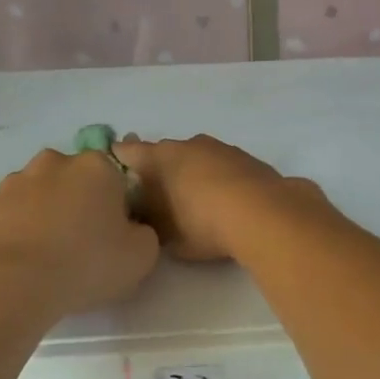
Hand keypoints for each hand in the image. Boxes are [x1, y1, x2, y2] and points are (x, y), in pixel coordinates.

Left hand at [0, 150, 158, 315]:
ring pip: (46, 193)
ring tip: (52, 254)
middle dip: (83, 203)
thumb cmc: (86, 262)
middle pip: (80, 181)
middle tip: (86, 243)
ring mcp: (20, 179)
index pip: (119, 179)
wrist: (12, 285)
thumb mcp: (142, 255)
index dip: (120, 207)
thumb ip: (145, 233)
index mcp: (98, 165)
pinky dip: (25, 227)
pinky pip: (19, 212)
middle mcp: (58, 161)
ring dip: (51, 212)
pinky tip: (29, 258)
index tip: (117, 234)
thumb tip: (131, 228)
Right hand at [113, 135, 326, 262]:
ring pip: (196, 157)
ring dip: (191, 173)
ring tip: (192, 201)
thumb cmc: (203, 222)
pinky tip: (223, 200)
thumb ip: (151, 221)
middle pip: (165, 154)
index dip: (119, 161)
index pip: (129, 152)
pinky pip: (221, 166)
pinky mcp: (247, 158)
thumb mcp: (167, 234)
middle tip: (157, 198)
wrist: (264, 213)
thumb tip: (145, 216)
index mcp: (161, 157)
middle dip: (159, 172)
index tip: (115, 176)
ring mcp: (221, 148)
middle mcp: (188, 144)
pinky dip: (217, 178)